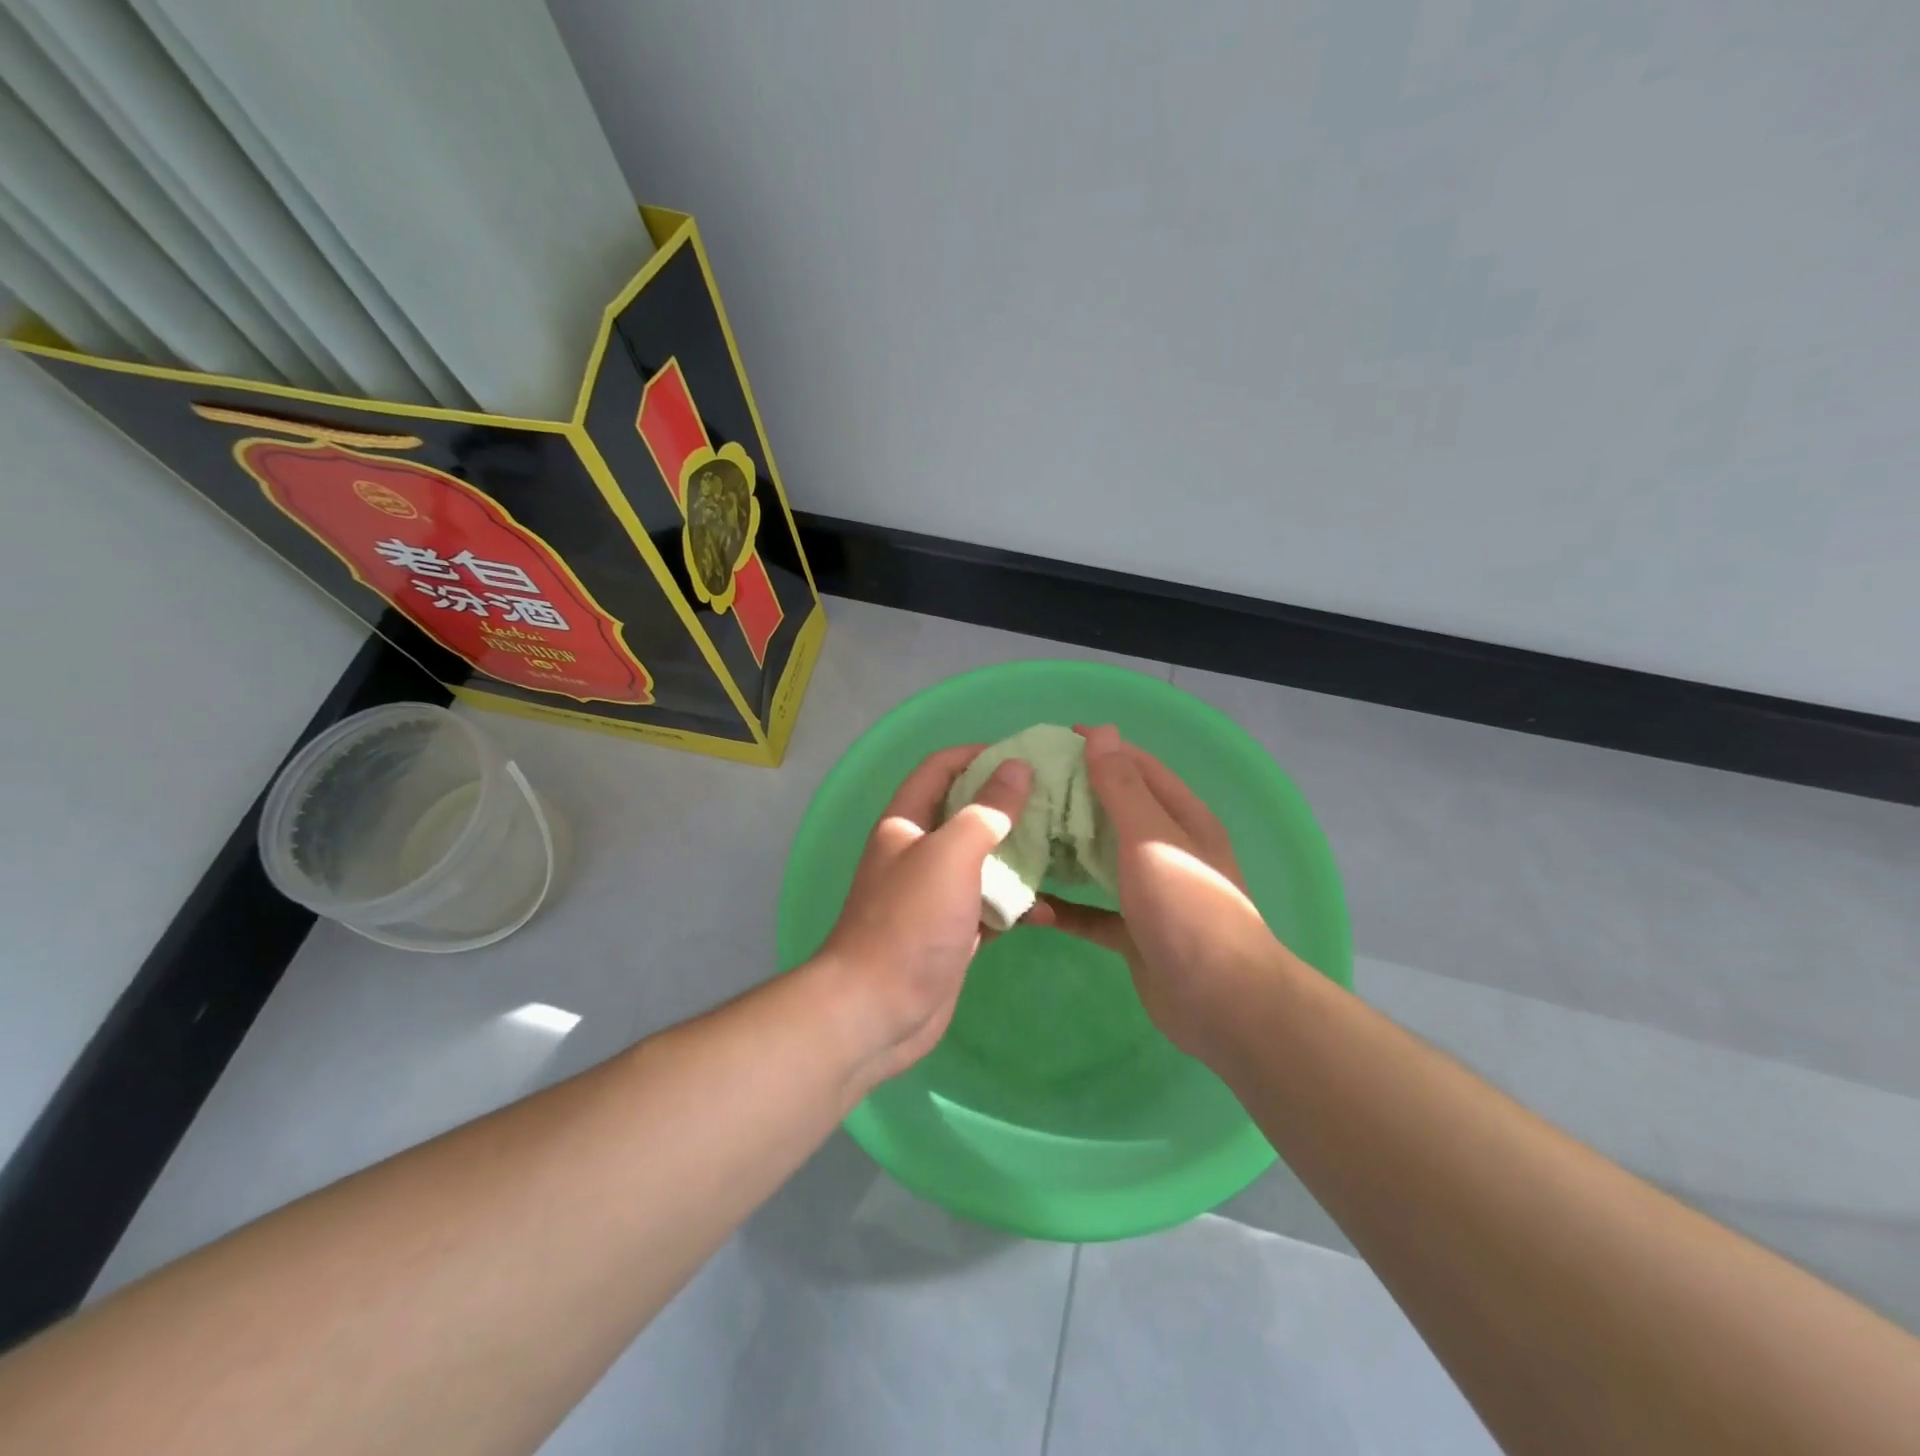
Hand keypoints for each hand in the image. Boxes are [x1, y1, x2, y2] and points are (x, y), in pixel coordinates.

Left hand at [812, 745, 1035, 1091]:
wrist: (878, 1010)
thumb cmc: (909, 922)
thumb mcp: (950, 855)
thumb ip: (986, 810)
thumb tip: (1018, 768)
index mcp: (906, 823)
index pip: (939, 768)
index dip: (976, 754)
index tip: (1024, 756)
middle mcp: (918, 852)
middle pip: (965, 813)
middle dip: (1007, 804)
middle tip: (1056, 801)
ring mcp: (935, 895)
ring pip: (982, 861)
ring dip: (1017, 855)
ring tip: (1062, 848)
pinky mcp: (952, 931)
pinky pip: (988, 906)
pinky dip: (1014, 905)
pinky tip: (1046, 910)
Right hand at [1044, 725, 1286, 1060]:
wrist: (1222, 1001)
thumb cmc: (1187, 907)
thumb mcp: (1152, 837)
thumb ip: (1123, 787)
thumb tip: (1102, 732)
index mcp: (1181, 818)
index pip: (1137, 767)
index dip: (1100, 749)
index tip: (1052, 740)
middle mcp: (1167, 849)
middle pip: (1114, 812)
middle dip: (1073, 798)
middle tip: (1024, 790)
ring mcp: (1150, 893)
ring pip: (1100, 861)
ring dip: (1065, 850)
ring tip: (1019, 837)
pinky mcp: (1134, 933)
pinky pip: (1091, 913)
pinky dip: (1065, 909)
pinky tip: (1030, 906)